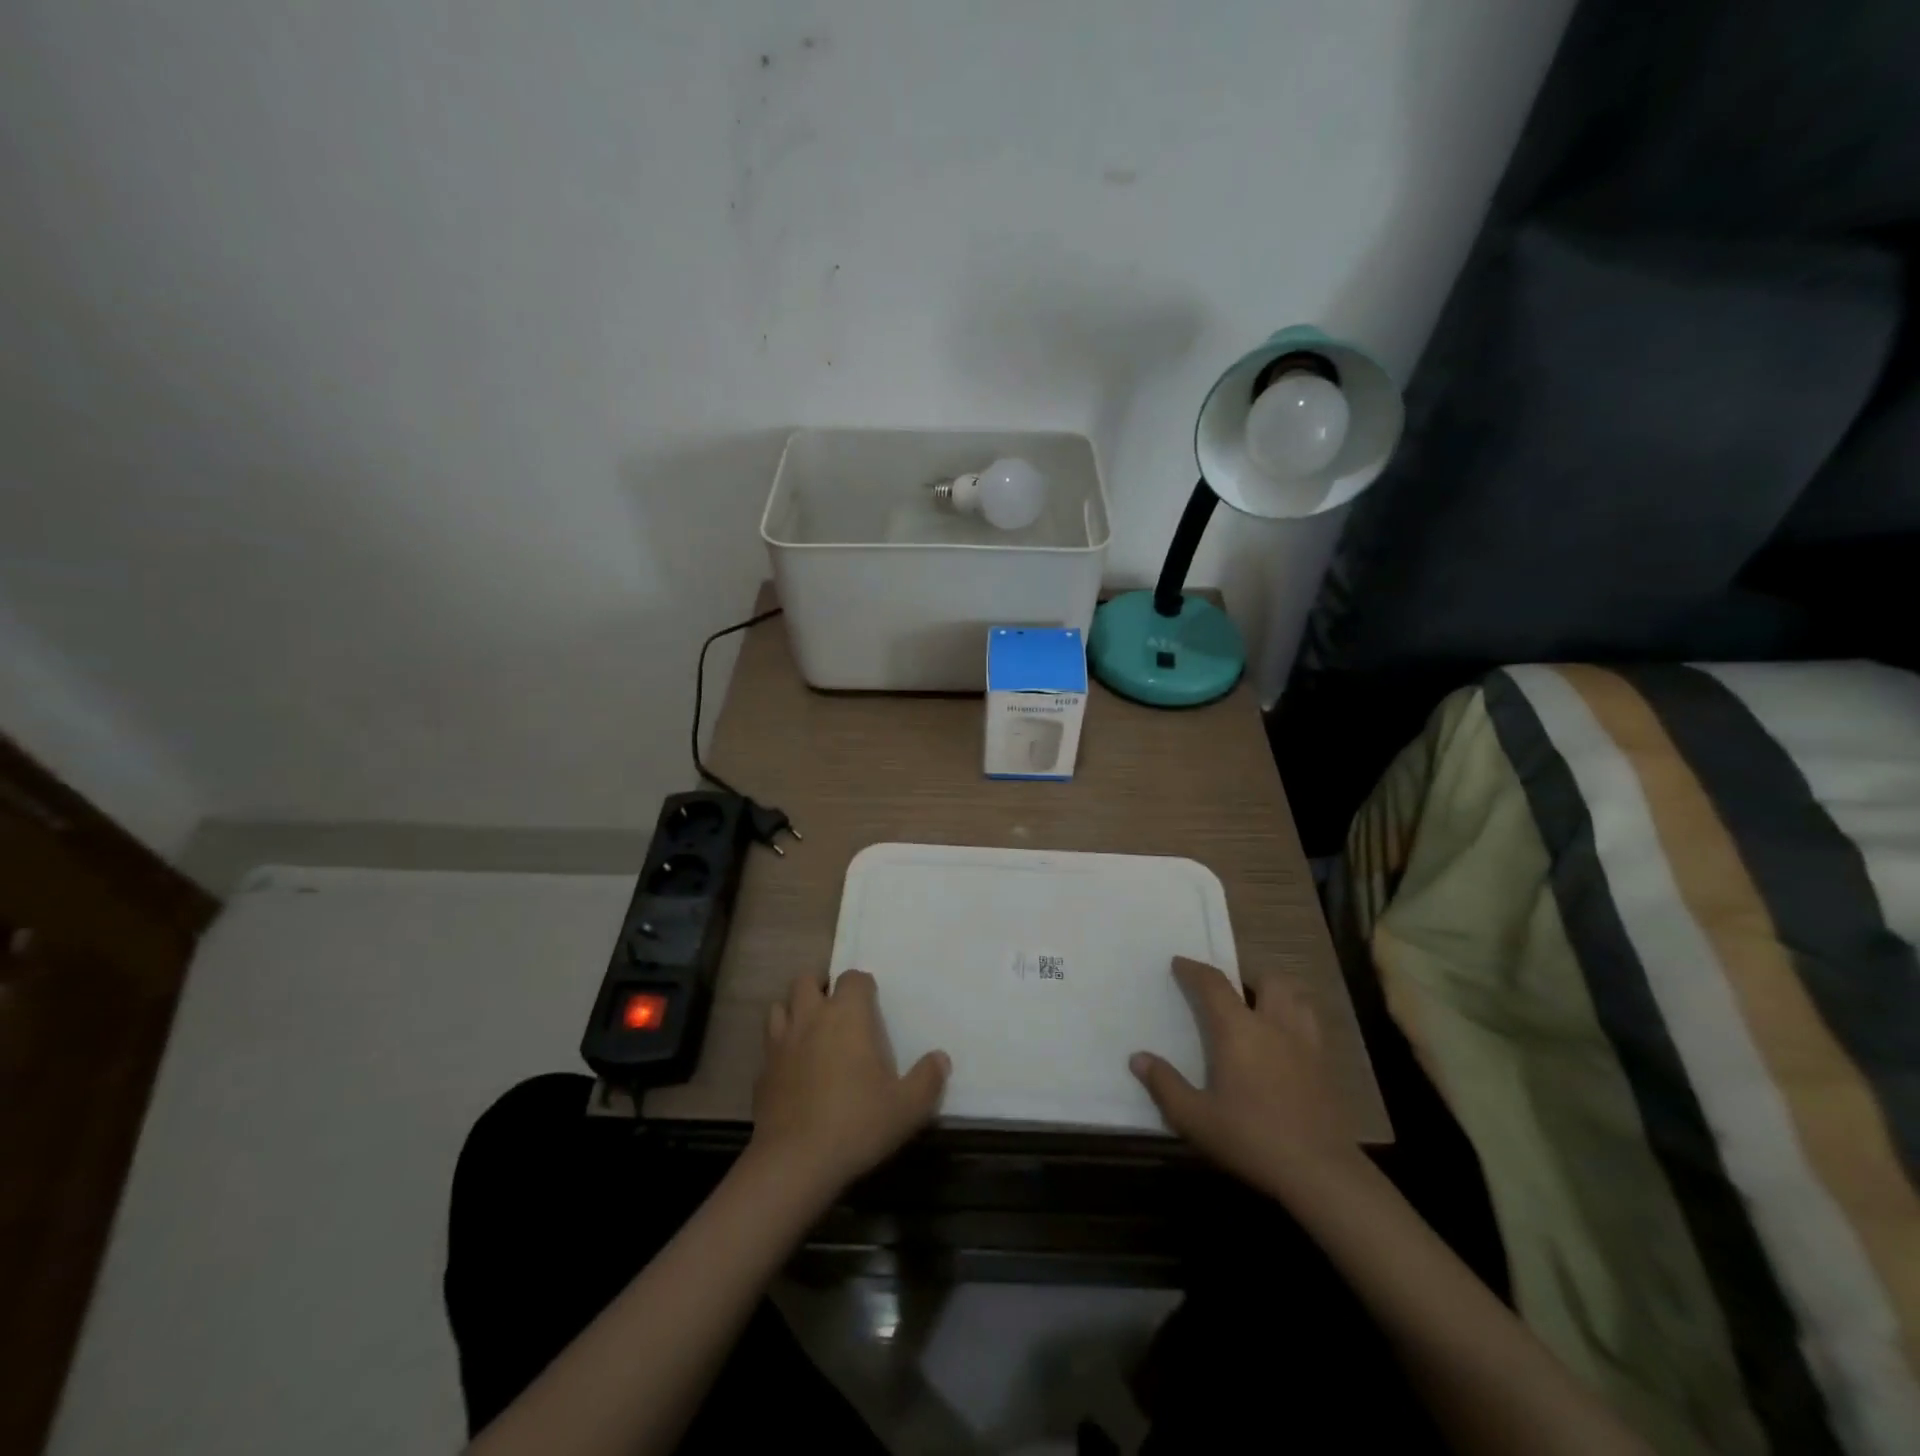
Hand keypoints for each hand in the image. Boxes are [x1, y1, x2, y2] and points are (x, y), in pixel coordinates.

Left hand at [750, 970, 949, 1195]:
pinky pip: (769, 1045)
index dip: (863, 986)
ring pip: (780, 1006)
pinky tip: (793, 1069)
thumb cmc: (857, 1124)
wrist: (795, 1163)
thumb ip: (928, 1079)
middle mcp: (811, 1018)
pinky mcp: (761, 1072)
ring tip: (811, 1031)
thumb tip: (940, 1058)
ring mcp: (780, 1043)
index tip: (872, 1004)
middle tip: (837, 1010)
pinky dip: (780, 1047)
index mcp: (847, 1015)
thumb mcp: (908, 1107)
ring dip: (794, 1011)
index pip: (853, 978)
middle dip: (821, 987)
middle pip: (807, 981)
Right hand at [1131, 956, 1359, 1195]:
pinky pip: (1313, 1028)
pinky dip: (1297, 1023)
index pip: (1213, 984)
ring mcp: (1306, 1045)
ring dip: (1280, 995)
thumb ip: (1165, 1085)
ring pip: (1299, 999)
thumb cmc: (1251, 1138)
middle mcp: (1274, 1025)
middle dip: (1248, 976)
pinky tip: (1287, 1047)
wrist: (1320, 1172)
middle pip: (1269, 980)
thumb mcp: (1195, 1118)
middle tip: (1232, 992)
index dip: (1194, 969)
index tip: (1179, 963)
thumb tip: (1138, 1058)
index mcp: (1238, 1029)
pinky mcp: (1327, 1069)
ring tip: (1264, 1010)